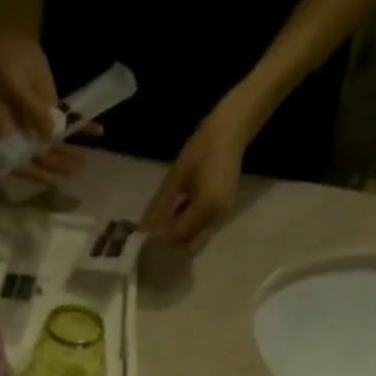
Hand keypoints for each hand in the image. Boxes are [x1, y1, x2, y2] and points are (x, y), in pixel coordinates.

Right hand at [0, 25, 93, 185]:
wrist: (14, 42)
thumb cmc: (7, 65)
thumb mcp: (18, 87)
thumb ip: (34, 111)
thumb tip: (51, 134)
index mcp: (8, 134)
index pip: (20, 161)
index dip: (35, 173)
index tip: (51, 180)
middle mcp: (23, 136)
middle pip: (41, 156)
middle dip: (58, 164)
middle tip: (76, 169)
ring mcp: (38, 125)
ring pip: (55, 145)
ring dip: (70, 153)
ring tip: (85, 162)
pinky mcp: (51, 112)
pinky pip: (66, 124)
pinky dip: (81, 128)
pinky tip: (97, 131)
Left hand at [140, 97, 252, 251]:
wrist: (231, 129)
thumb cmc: (202, 146)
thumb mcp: (176, 176)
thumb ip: (160, 205)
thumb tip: (144, 228)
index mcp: (206, 208)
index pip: (178, 235)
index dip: (160, 239)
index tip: (144, 238)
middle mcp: (217, 217)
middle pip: (190, 245)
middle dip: (171, 245)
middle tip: (153, 237)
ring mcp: (222, 215)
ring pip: (197, 239)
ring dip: (179, 237)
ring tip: (161, 227)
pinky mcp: (223, 211)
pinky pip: (203, 229)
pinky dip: (188, 228)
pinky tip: (175, 216)